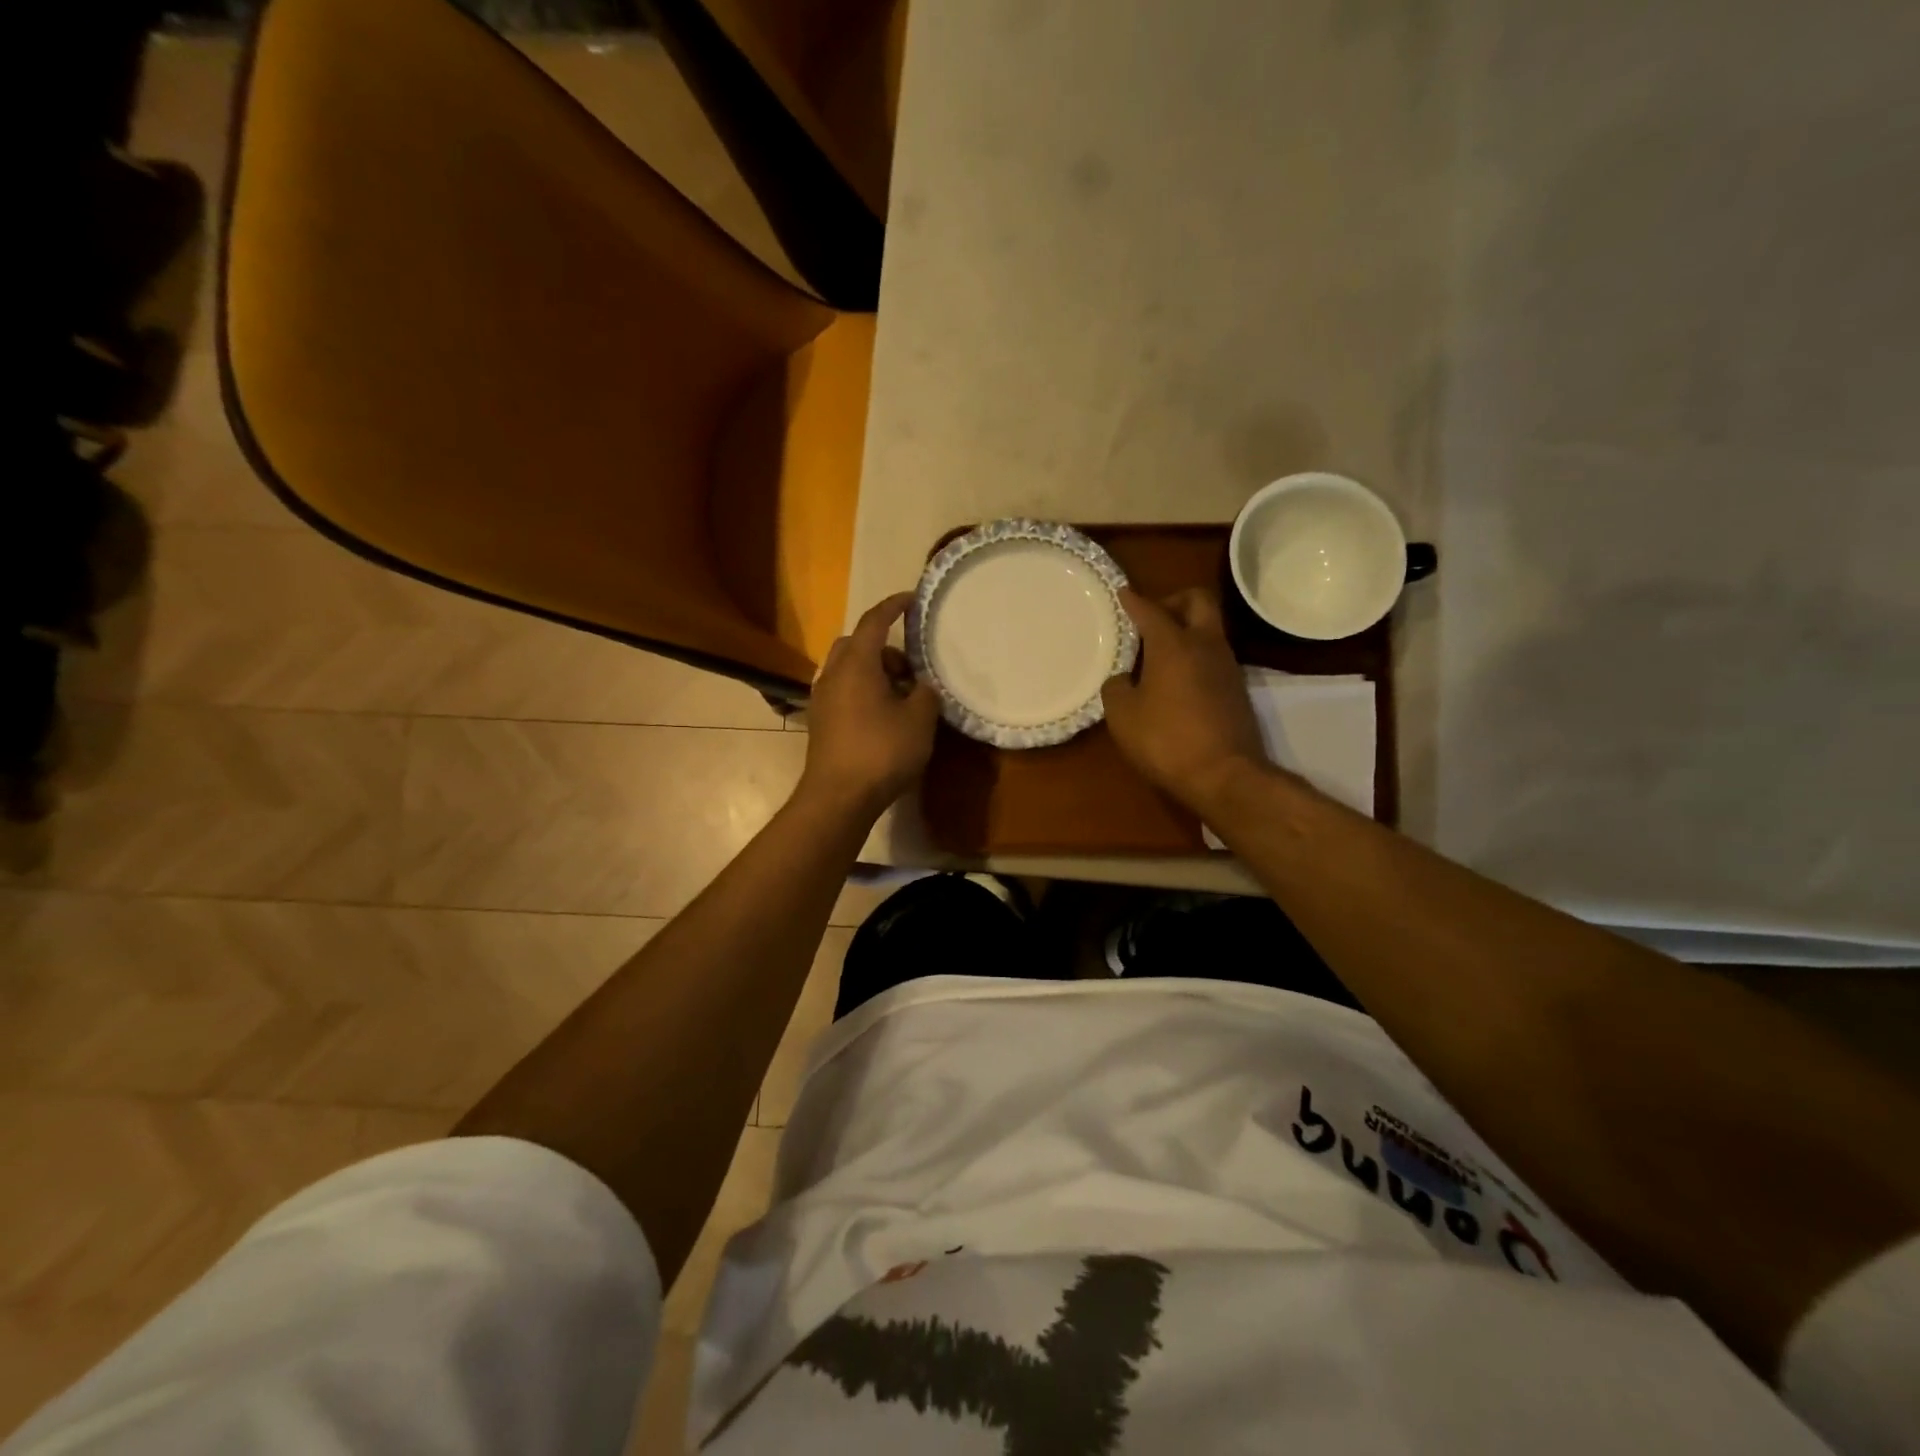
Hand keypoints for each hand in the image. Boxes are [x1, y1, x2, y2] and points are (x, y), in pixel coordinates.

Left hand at [798, 593, 939, 816]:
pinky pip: (843, 691)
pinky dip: (863, 691)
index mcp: (857, 664)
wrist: (838, 797)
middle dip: (883, 647)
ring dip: (873, 672)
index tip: (912, 600)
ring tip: (901, 697)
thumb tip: (921, 687)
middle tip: (910, 668)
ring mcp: (822, 699)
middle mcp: (833, 674)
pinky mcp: (820, 722)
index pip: (874, 621)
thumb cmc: (881, 752)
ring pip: (848, 669)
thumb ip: (926, 694)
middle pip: (857, 643)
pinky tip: (883, 717)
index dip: (894, 606)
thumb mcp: (919, 721)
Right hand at [1102, 588, 1269, 814]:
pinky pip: (1214, 655)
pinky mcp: (1237, 689)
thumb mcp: (1123, 716)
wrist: (1224, 774)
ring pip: (1209, 628)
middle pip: (1197, 601)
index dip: (1133, 600)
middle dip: (1173, 600)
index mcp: (1173, 644)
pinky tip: (1176, 678)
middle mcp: (1205, 645)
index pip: (1151, 610)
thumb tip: (1124, 678)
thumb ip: (1117, 688)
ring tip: (1159, 652)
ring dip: (1186, 629)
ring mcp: (1227, 666)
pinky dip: (1195, 654)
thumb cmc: (1166, 740)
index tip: (1122, 593)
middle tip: (1151, 619)